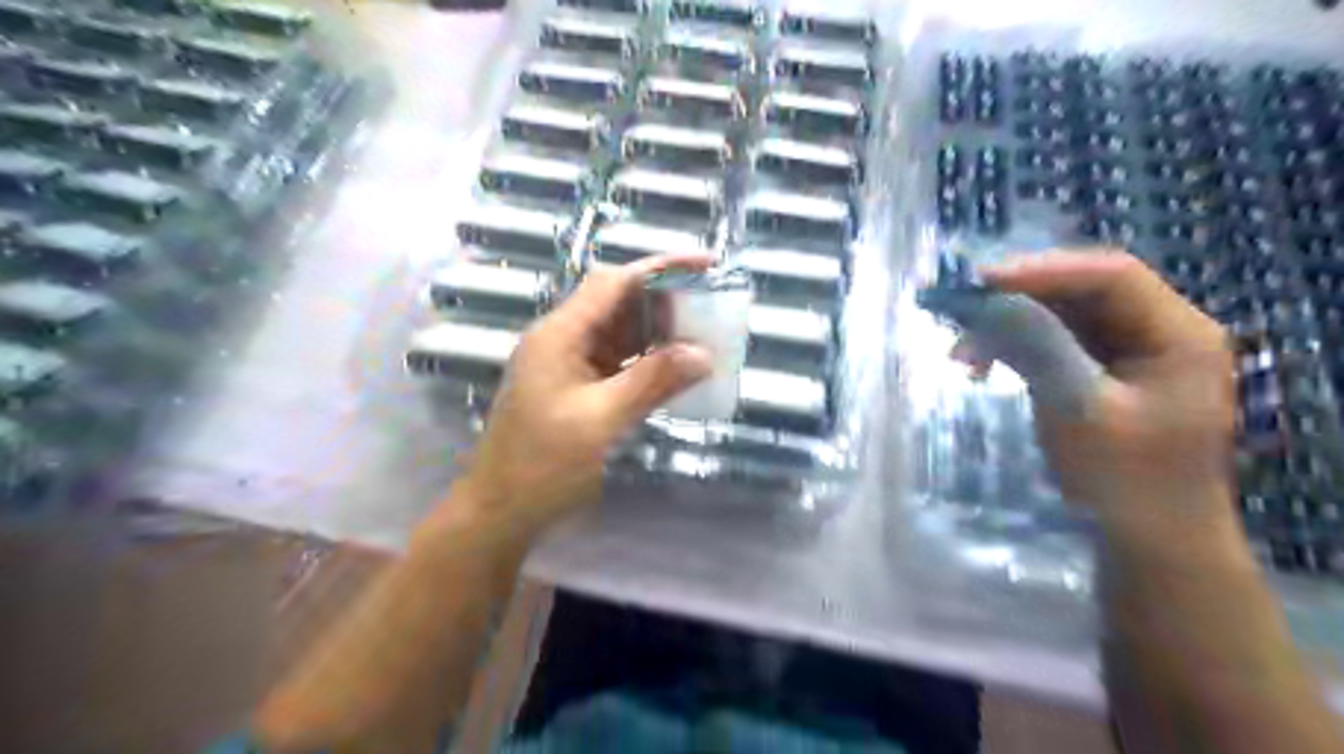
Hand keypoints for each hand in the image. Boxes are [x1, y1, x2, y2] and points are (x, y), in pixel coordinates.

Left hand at [442, 256, 713, 544]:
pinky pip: (618, 362)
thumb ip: (652, 382)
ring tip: (702, 337)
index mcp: (560, 334)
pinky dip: (647, 362)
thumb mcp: (601, 421)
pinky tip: (675, 370)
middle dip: (665, 301)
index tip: (707, 265)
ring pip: (621, 333)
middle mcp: (563, 340)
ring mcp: (568, 364)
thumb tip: (702, 355)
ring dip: (659, 333)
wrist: (502, 511)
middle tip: (710, 308)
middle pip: (618, 303)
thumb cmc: (543, 465)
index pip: (614, 283)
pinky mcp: (577, 388)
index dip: (661, 268)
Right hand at [985, 251, 1230, 536]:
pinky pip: (1058, 343)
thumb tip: (988, 302)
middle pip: (1085, 290)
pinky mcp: (1108, 372)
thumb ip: (1038, 348)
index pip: (1111, 275)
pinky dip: (1018, 348)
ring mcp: (1135, 352)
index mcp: (1178, 334)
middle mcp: (1162, 330)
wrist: (1153, 543)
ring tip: (962, 352)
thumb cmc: (1125, 481)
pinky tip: (983, 366)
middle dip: (1018, 298)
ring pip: (1065, 316)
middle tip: (961, 311)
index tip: (979, 282)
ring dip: (1011, 326)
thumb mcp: (1078, 409)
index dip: (1042, 270)